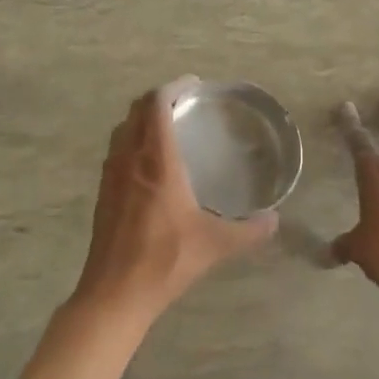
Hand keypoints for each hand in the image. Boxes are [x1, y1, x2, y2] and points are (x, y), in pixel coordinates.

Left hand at [73, 78, 277, 326]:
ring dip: (142, 118)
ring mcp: (111, 174)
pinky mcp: (103, 192)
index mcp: (156, 161)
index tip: (194, 85)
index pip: (157, 104)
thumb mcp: (215, 245)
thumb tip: (275, 220)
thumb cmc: (165, 260)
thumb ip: (249, 231)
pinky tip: (150, 163)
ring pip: (123, 129)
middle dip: (159, 98)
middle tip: (185, 102)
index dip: (174, 87)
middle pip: (137, 110)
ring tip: (167, 127)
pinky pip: (116, 150)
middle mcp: (129, 158)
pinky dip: (132, 140)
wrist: (114, 292)